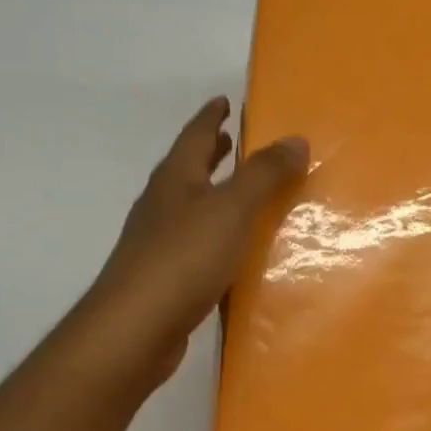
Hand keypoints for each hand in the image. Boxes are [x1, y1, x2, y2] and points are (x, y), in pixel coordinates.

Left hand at [89, 97, 307, 390]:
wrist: (134, 329)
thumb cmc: (183, 258)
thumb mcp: (232, 208)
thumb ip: (264, 174)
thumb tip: (296, 139)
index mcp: (175, 179)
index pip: (195, 135)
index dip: (211, 117)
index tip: (224, 100)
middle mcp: (163, 205)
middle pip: (188, 168)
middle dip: (211, 152)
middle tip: (233, 140)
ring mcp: (158, 242)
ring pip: (191, 205)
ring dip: (214, 192)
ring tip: (242, 191)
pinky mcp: (164, 276)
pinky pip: (196, 240)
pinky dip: (216, 231)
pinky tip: (234, 247)